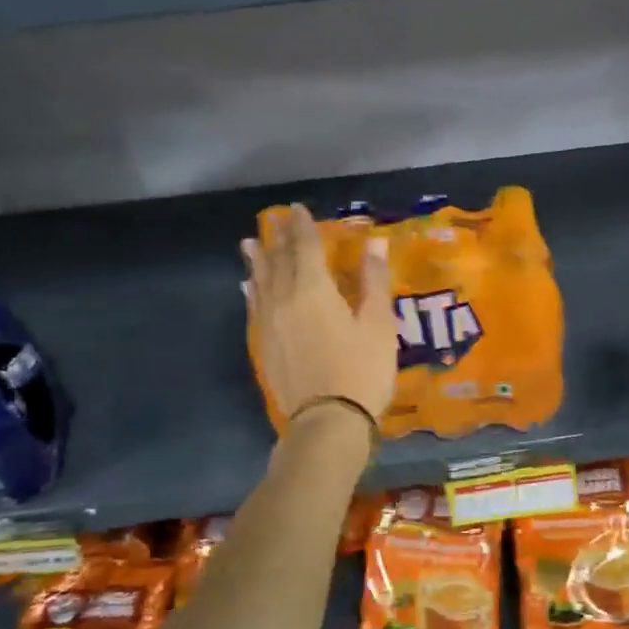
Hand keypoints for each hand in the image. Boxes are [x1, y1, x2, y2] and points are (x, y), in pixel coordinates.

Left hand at [245, 204, 395, 428]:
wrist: (328, 420)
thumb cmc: (361, 370)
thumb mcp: (379, 325)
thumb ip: (374, 281)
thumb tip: (374, 243)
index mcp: (314, 289)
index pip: (305, 247)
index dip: (302, 226)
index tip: (297, 209)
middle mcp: (285, 299)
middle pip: (278, 261)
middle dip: (278, 238)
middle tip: (275, 220)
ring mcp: (270, 323)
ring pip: (260, 282)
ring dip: (257, 260)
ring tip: (249, 244)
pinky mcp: (264, 345)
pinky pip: (255, 307)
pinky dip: (252, 291)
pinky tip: (249, 287)